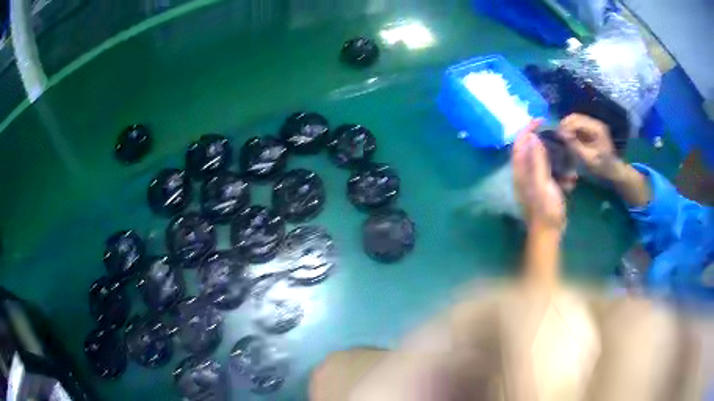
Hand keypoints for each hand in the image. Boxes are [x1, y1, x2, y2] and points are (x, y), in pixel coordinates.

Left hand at [513, 121, 565, 231]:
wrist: (550, 232)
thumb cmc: (545, 208)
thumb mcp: (541, 182)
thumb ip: (536, 159)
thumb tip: (531, 136)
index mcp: (520, 171)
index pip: (520, 143)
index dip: (527, 128)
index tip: (540, 119)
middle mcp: (525, 174)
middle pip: (533, 150)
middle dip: (547, 144)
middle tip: (560, 139)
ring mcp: (536, 182)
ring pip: (546, 163)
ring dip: (559, 163)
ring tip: (570, 170)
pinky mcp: (546, 189)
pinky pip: (555, 176)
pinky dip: (563, 176)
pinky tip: (572, 183)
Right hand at [558, 114, 620, 180]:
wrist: (614, 172)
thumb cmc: (602, 168)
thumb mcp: (588, 159)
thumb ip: (575, 145)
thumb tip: (560, 134)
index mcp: (596, 128)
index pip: (576, 119)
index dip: (564, 126)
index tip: (556, 136)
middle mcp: (595, 123)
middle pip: (575, 118)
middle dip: (565, 126)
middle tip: (558, 138)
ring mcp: (594, 126)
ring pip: (575, 121)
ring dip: (567, 129)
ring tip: (562, 139)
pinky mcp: (592, 131)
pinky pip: (578, 127)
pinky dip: (572, 132)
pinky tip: (569, 140)